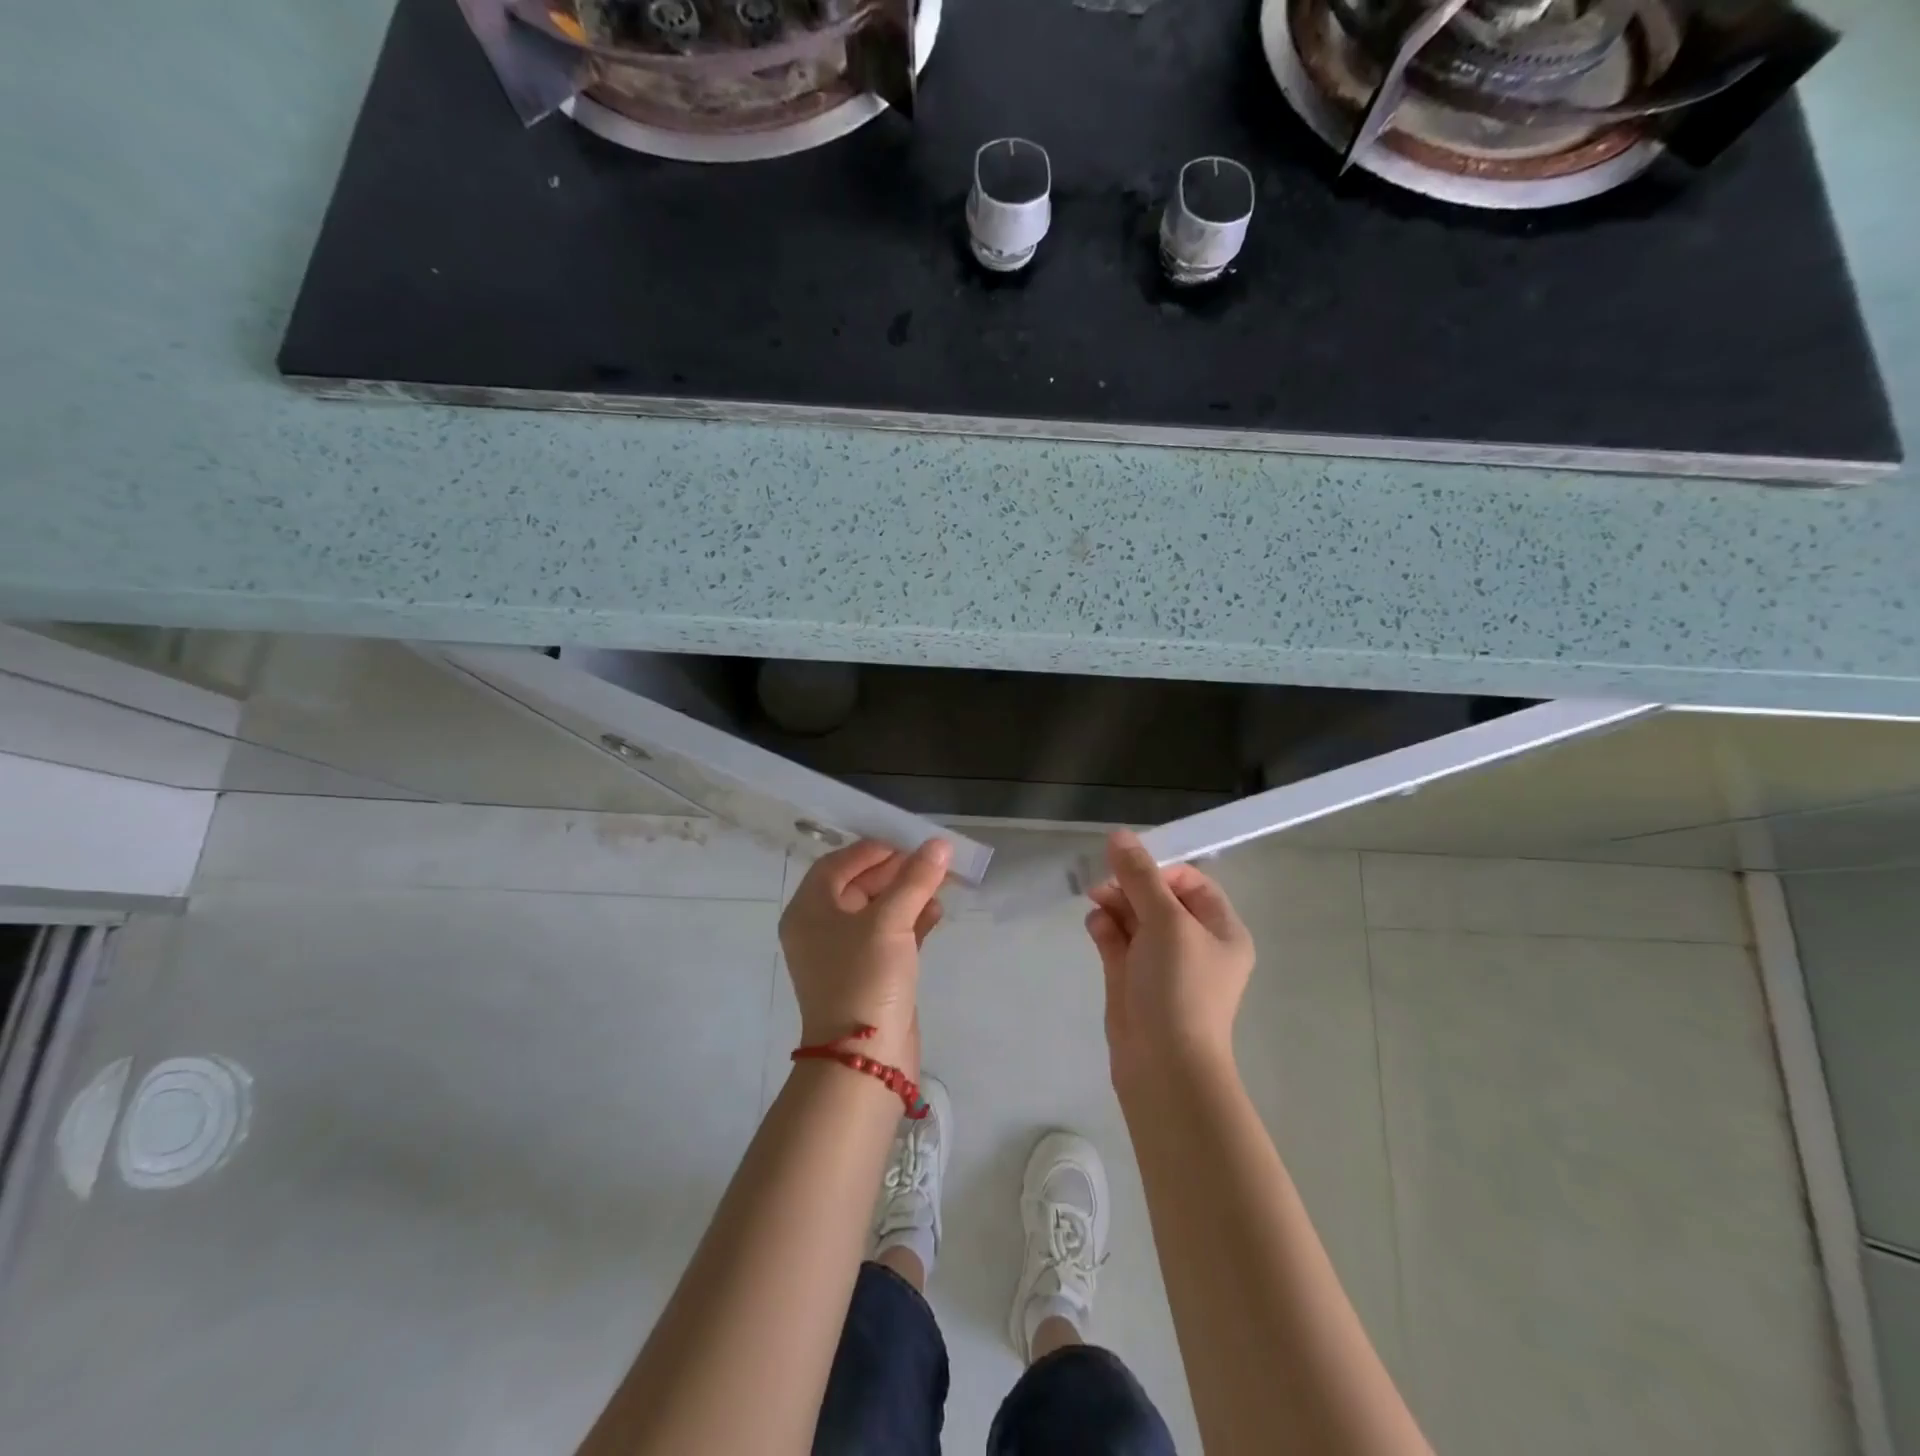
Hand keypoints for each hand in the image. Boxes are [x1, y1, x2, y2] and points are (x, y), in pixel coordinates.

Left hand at [780, 838, 950, 1075]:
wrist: (864, 1059)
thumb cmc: (865, 978)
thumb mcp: (889, 922)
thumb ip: (915, 879)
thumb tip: (939, 845)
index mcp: (810, 910)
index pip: (838, 864)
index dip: (872, 849)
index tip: (908, 841)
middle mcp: (822, 928)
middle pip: (859, 885)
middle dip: (896, 871)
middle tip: (931, 860)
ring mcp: (846, 953)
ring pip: (879, 910)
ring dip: (909, 894)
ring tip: (942, 882)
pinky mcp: (870, 973)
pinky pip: (891, 935)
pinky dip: (913, 921)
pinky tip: (938, 912)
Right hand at [1084, 829, 1254, 1084]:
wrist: (1163, 1065)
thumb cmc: (1179, 987)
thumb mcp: (1165, 922)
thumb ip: (1140, 876)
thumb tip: (1119, 835)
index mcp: (1220, 930)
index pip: (1190, 882)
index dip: (1159, 869)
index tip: (1129, 867)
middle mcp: (1194, 944)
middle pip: (1158, 897)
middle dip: (1129, 885)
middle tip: (1103, 882)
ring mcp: (1162, 964)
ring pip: (1134, 918)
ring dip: (1114, 904)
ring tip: (1095, 902)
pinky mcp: (1133, 980)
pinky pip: (1118, 941)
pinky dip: (1106, 929)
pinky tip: (1095, 926)